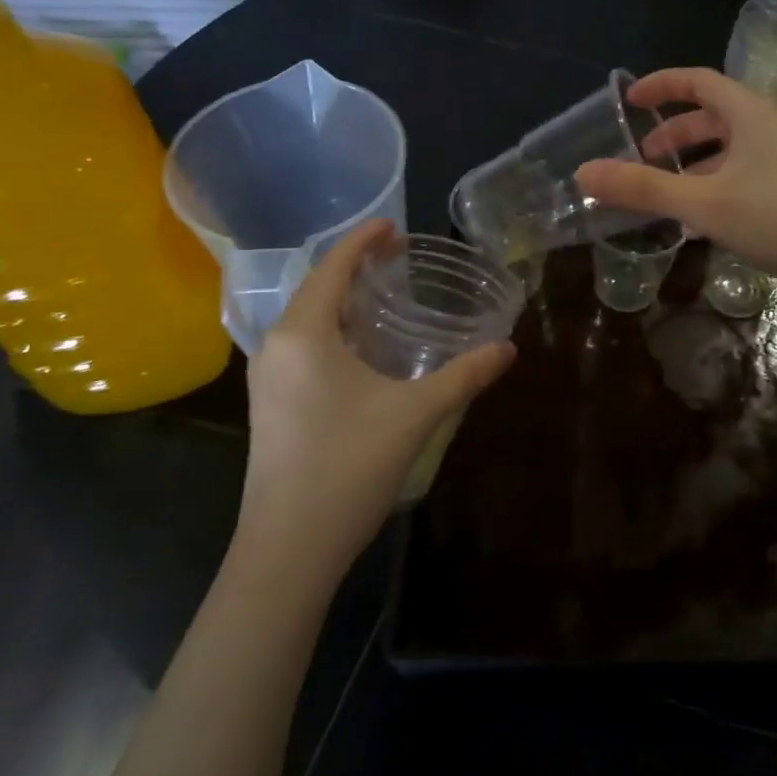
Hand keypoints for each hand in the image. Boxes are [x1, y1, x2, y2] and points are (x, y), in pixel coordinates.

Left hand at [241, 220, 514, 575]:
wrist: (288, 549)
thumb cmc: (348, 466)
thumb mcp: (415, 414)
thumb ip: (464, 375)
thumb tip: (508, 349)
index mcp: (304, 334)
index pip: (333, 267)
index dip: (363, 241)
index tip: (395, 226)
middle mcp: (277, 347)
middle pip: (318, 289)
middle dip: (356, 268)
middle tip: (400, 259)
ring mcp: (268, 379)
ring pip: (309, 321)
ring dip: (345, 302)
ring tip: (385, 297)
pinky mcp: (272, 406)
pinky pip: (304, 348)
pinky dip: (336, 332)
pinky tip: (365, 351)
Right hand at [576, 68, 776, 297]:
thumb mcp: (703, 201)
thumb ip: (643, 188)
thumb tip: (582, 173)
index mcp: (748, 113)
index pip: (698, 80)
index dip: (661, 85)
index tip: (629, 101)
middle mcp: (766, 129)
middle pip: (711, 117)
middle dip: (672, 134)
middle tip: (641, 158)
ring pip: (726, 151)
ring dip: (691, 165)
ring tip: (663, 192)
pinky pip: (739, 178)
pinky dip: (711, 188)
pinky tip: (699, 219)